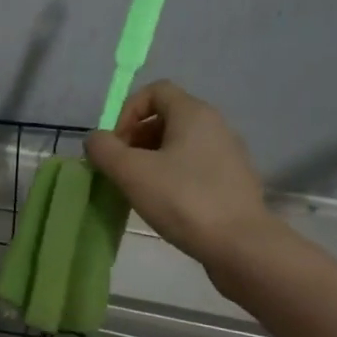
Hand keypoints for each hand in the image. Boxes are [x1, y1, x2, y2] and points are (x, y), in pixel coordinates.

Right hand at [83, 80, 275, 275]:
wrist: (240, 245)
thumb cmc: (183, 200)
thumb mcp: (131, 172)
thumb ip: (104, 150)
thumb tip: (96, 140)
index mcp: (194, 113)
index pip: (155, 91)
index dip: (128, 112)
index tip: (116, 144)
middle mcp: (215, 125)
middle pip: (166, 117)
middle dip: (136, 138)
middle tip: (121, 169)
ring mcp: (228, 154)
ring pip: (180, 144)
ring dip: (152, 159)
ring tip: (138, 189)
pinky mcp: (233, 181)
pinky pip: (194, 166)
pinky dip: (173, 176)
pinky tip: (164, 204)